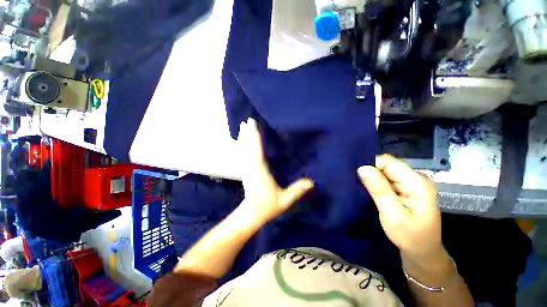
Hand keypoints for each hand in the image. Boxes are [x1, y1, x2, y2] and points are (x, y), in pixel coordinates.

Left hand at [237, 118, 313, 224]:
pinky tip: (241, 139)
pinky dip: (241, 145)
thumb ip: (297, 191)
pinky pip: (242, 155)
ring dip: (243, 138)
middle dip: (248, 134)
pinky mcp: (244, 170)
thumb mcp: (285, 201)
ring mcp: (246, 169)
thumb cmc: (268, 207)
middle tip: (247, 120)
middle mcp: (251, 168)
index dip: (255, 139)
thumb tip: (312, 182)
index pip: (257, 152)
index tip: (253, 126)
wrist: (252, 213)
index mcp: (261, 172)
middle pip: (249, 148)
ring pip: (244, 150)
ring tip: (243, 126)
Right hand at [357, 154, 443, 263]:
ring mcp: (411, 183)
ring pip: (385, 171)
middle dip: (370, 171)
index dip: (370, 165)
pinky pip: (387, 178)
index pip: (388, 162)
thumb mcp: (392, 215)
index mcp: (416, 182)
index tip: (357, 176)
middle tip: (358, 183)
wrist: (423, 251)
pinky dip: (376, 182)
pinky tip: (370, 190)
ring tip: (362, 187)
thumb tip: (362, 168)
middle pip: (387, 165)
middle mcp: (415, 178)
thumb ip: (379, 190)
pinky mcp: (406, 188)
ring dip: (372, 177)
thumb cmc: (410, 237)